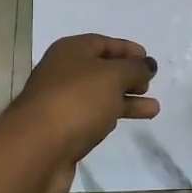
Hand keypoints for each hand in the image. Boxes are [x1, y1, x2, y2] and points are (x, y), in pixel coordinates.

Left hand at [5, 34, 158, 192]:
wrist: (37, 149)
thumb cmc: (77, 101)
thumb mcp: (112, 76)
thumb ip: (134, 69)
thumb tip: (148, 65)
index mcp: (70, 51)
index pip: (103, 43)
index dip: (127, 49)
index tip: (148, 60)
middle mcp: (63, 73)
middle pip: (101, 69)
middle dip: (127, 75)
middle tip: (149, 84)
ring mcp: (61, 102)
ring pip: (100, 95)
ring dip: (126, 99)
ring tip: (153, 108)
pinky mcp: (64, 130)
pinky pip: (93, 116)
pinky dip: (112, 116)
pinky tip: (127, 121)